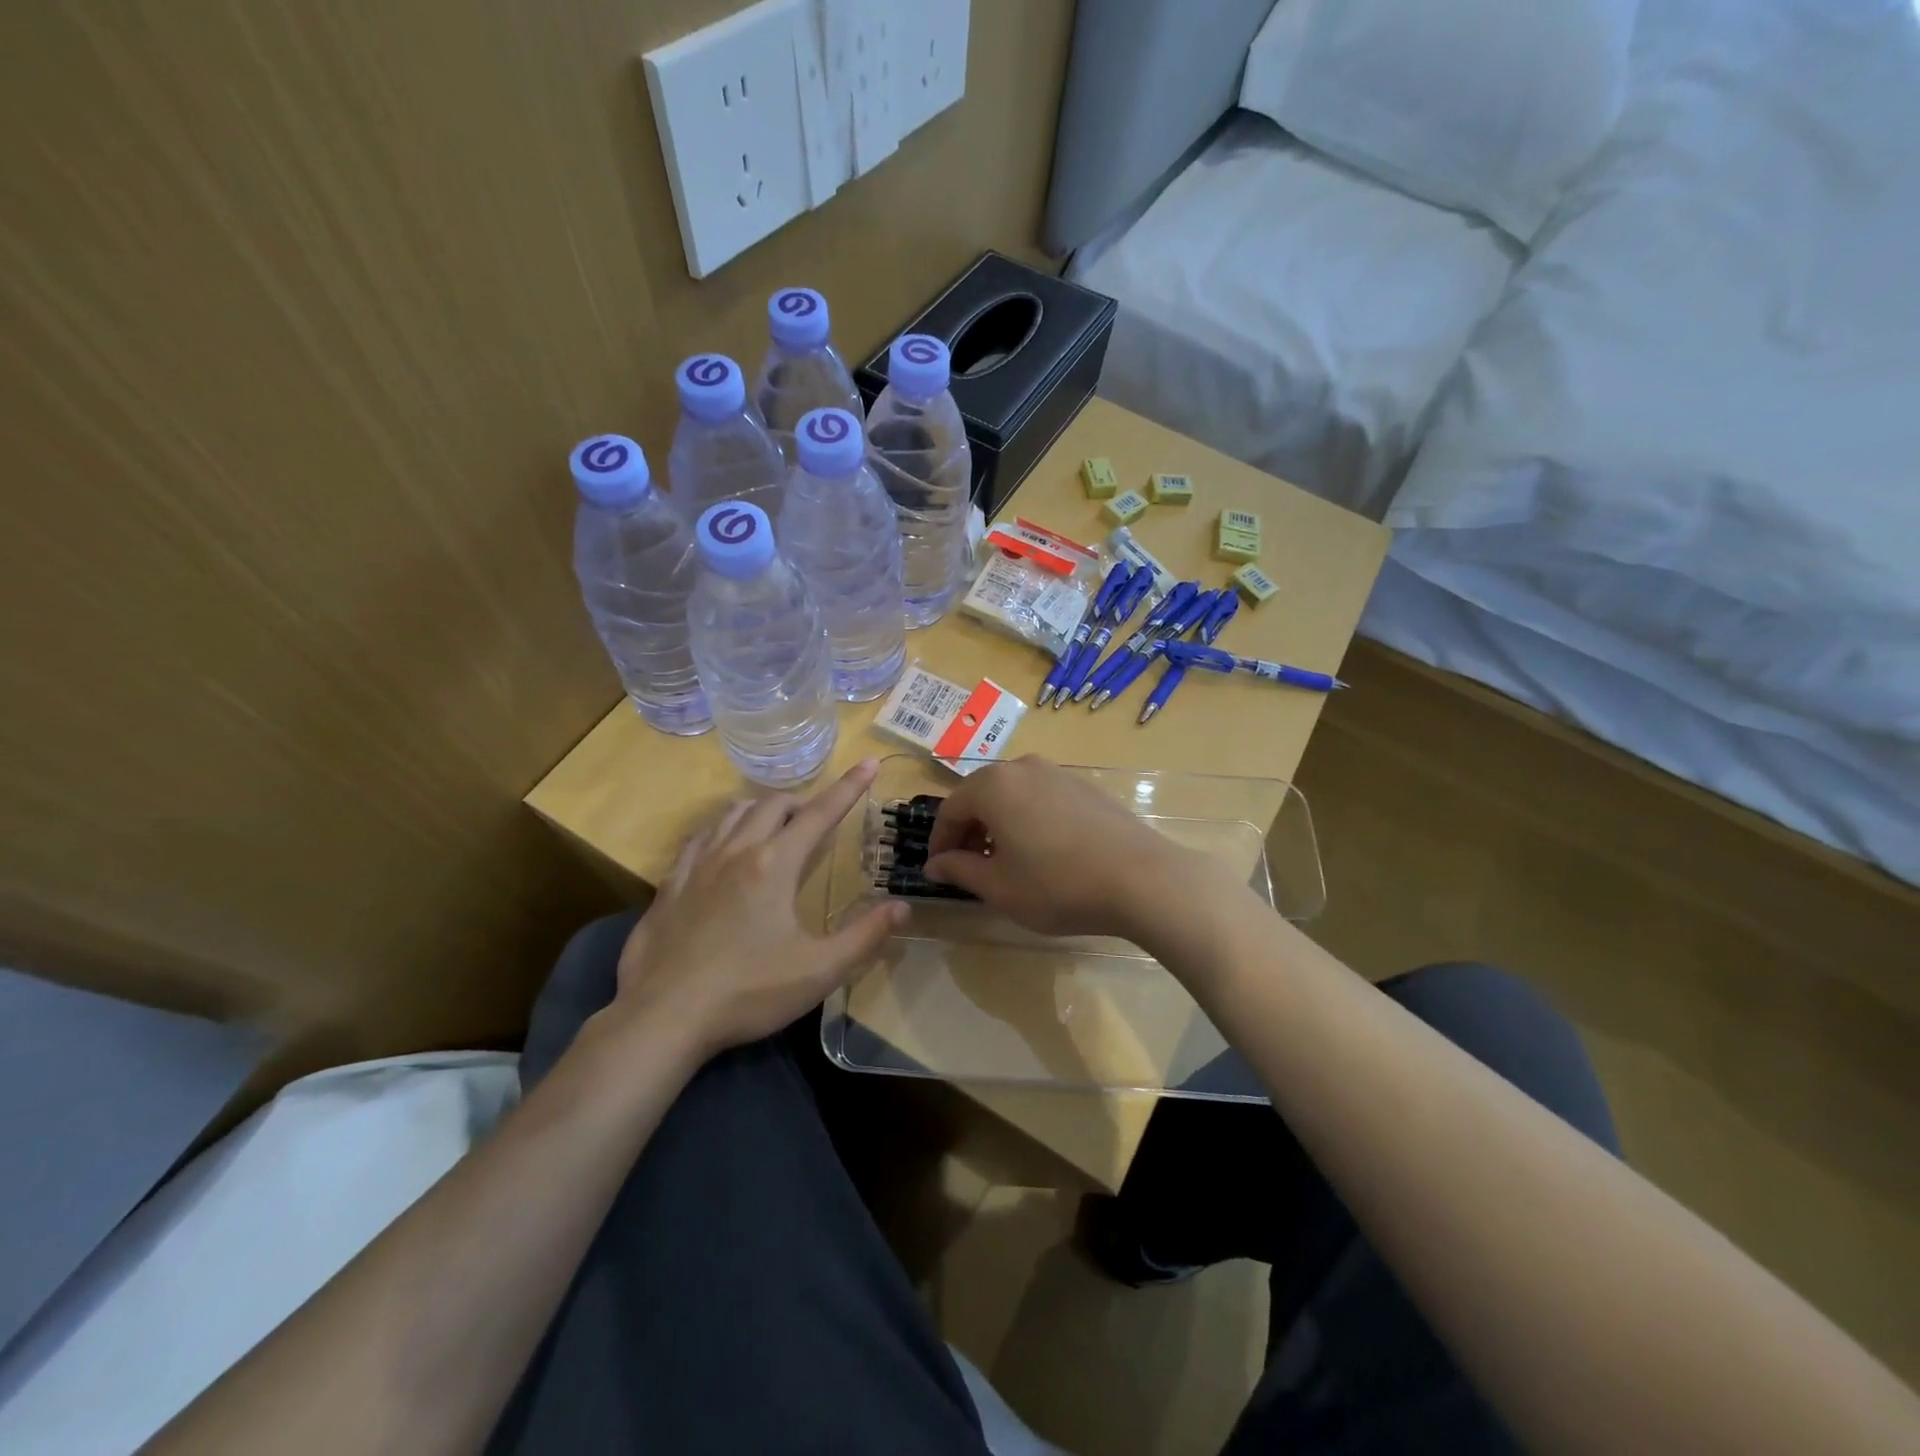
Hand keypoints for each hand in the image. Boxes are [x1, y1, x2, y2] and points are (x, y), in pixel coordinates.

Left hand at [608, 760, 905, 1057]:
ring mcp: (697, 865)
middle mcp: (736, 851)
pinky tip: (721, 850)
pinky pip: (699, 837)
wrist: (663, 1017)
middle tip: (816, 823)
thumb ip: (865, 936)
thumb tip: (902, 906)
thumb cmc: (748, 992)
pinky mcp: (669, 885)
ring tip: (774, 828)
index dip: (849, 787)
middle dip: (802, 802)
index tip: (870, 763)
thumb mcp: (819, 971)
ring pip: (732, 812)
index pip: (820, 813)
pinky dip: (721, 830)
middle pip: (773, 804)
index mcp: (775, 865)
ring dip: (761, 810)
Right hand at [921, 756, 1212, 938]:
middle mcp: (1023, 768)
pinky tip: (1042, 852)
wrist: (1142, 879)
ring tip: (1005, 862)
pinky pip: (1040, 797)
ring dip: (999, 824)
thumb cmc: (1058, 885)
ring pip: (1012, 795)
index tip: (938, 870)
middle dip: (969, 831)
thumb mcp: (1000, 887)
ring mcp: (1058, 773)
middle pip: (981, 796)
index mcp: (994, 786)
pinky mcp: (1085, 786)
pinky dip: (1027, 819)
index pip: (951, 810)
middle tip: (969, 867)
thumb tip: (935, 864)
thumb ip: (960, 870)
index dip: (940, 842)